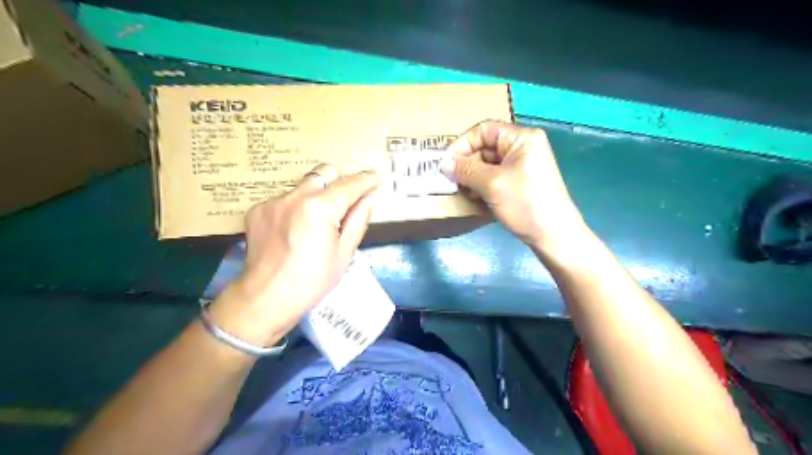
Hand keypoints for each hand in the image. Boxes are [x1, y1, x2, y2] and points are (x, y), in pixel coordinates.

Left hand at [212, 165, 383, 345]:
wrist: (267, 297)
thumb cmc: (313, 280)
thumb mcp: (345, 252)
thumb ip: (358, 219)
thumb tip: (368, 198)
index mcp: (320, 207)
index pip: (349, 184)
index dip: (367, 179)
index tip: (377, 177)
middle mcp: (295, 196)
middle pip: (324, 172)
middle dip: (340, 181)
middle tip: (348, 199)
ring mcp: (273, 201)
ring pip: (304, 186)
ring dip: (317, 195)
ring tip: (317, 220)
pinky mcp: (257, 210)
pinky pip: (285, 199)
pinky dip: (296, 207)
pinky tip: (295, 230)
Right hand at [441, 121, 587, 252]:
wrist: (554, 235)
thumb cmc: (525, 204)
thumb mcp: (492, 184)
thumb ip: (466, 170)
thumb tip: (443, 163)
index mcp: (522, 138)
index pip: (483, 130)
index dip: (462, 144)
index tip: (446, 164)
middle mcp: (523, 147)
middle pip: (485, 147)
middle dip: (467, 164)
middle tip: (453, 181)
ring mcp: (523, 165)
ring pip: (488, 164)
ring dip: (473, 177)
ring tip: (464, 192)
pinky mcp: (521, 182)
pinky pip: (496, 177)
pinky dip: (483, 185)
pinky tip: (476, 198)